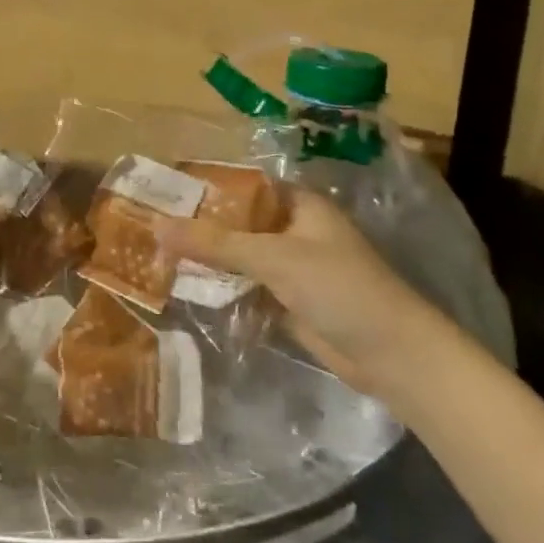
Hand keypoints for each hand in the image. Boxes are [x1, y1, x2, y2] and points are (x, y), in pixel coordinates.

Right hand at [159, 188, 453, 395]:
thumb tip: (157, 225)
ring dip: (209, 259)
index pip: (245, 186)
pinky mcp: (289, 302)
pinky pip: (247, 287)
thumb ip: (215, 242)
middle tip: (151, 224)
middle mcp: (295, 231)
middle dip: (202, 226)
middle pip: (240, 222)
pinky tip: (185, 286)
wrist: (392, 356)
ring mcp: (293, 268)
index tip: (165, 191)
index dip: (208, 187)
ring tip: (157, 253)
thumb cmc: (338, 288)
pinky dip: (222, 287)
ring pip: (241, 257)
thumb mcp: (273, 257)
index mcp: (300, 205)